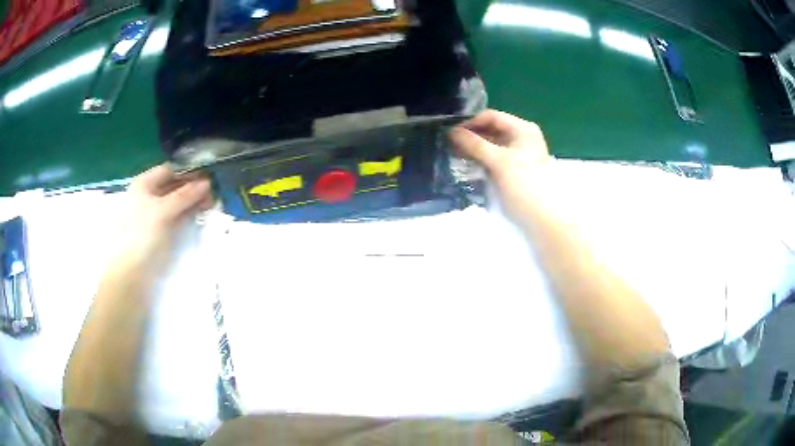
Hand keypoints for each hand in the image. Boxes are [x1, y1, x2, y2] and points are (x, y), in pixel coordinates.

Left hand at [115, 164, 213, 272]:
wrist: (131, 273)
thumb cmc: (142, 235)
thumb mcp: (163, 211)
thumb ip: (185, 195)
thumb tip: (207, 183)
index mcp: (144, 184)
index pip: (170, 171)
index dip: (188, 173)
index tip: (208, 179)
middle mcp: (148, 196)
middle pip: (174, 186)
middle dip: (192, 189)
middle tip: (212, 196)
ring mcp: (153, 214)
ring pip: (176, 202)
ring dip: (192, 202)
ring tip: (210, 206)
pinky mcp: (159, 231)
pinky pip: (176, 217)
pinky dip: (187, 215)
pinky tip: (199, 216)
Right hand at [449, 110, 552, 223]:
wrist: (543, 219)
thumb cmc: (524, 185)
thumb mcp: (499, 162)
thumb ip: (475, 144)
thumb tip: (451, 132)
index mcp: (523, 129)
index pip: (491, 117)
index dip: (471, 123)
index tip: (451, 134)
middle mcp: (522, 137)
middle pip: (492, 129)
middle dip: (472, 136)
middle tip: (450, 146)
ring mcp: (519, 154)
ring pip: (492, 145)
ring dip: (475, 149)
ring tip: (456, 156)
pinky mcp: (515, 169)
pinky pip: (495, 158)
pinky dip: (482, 160)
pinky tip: (468, 165)